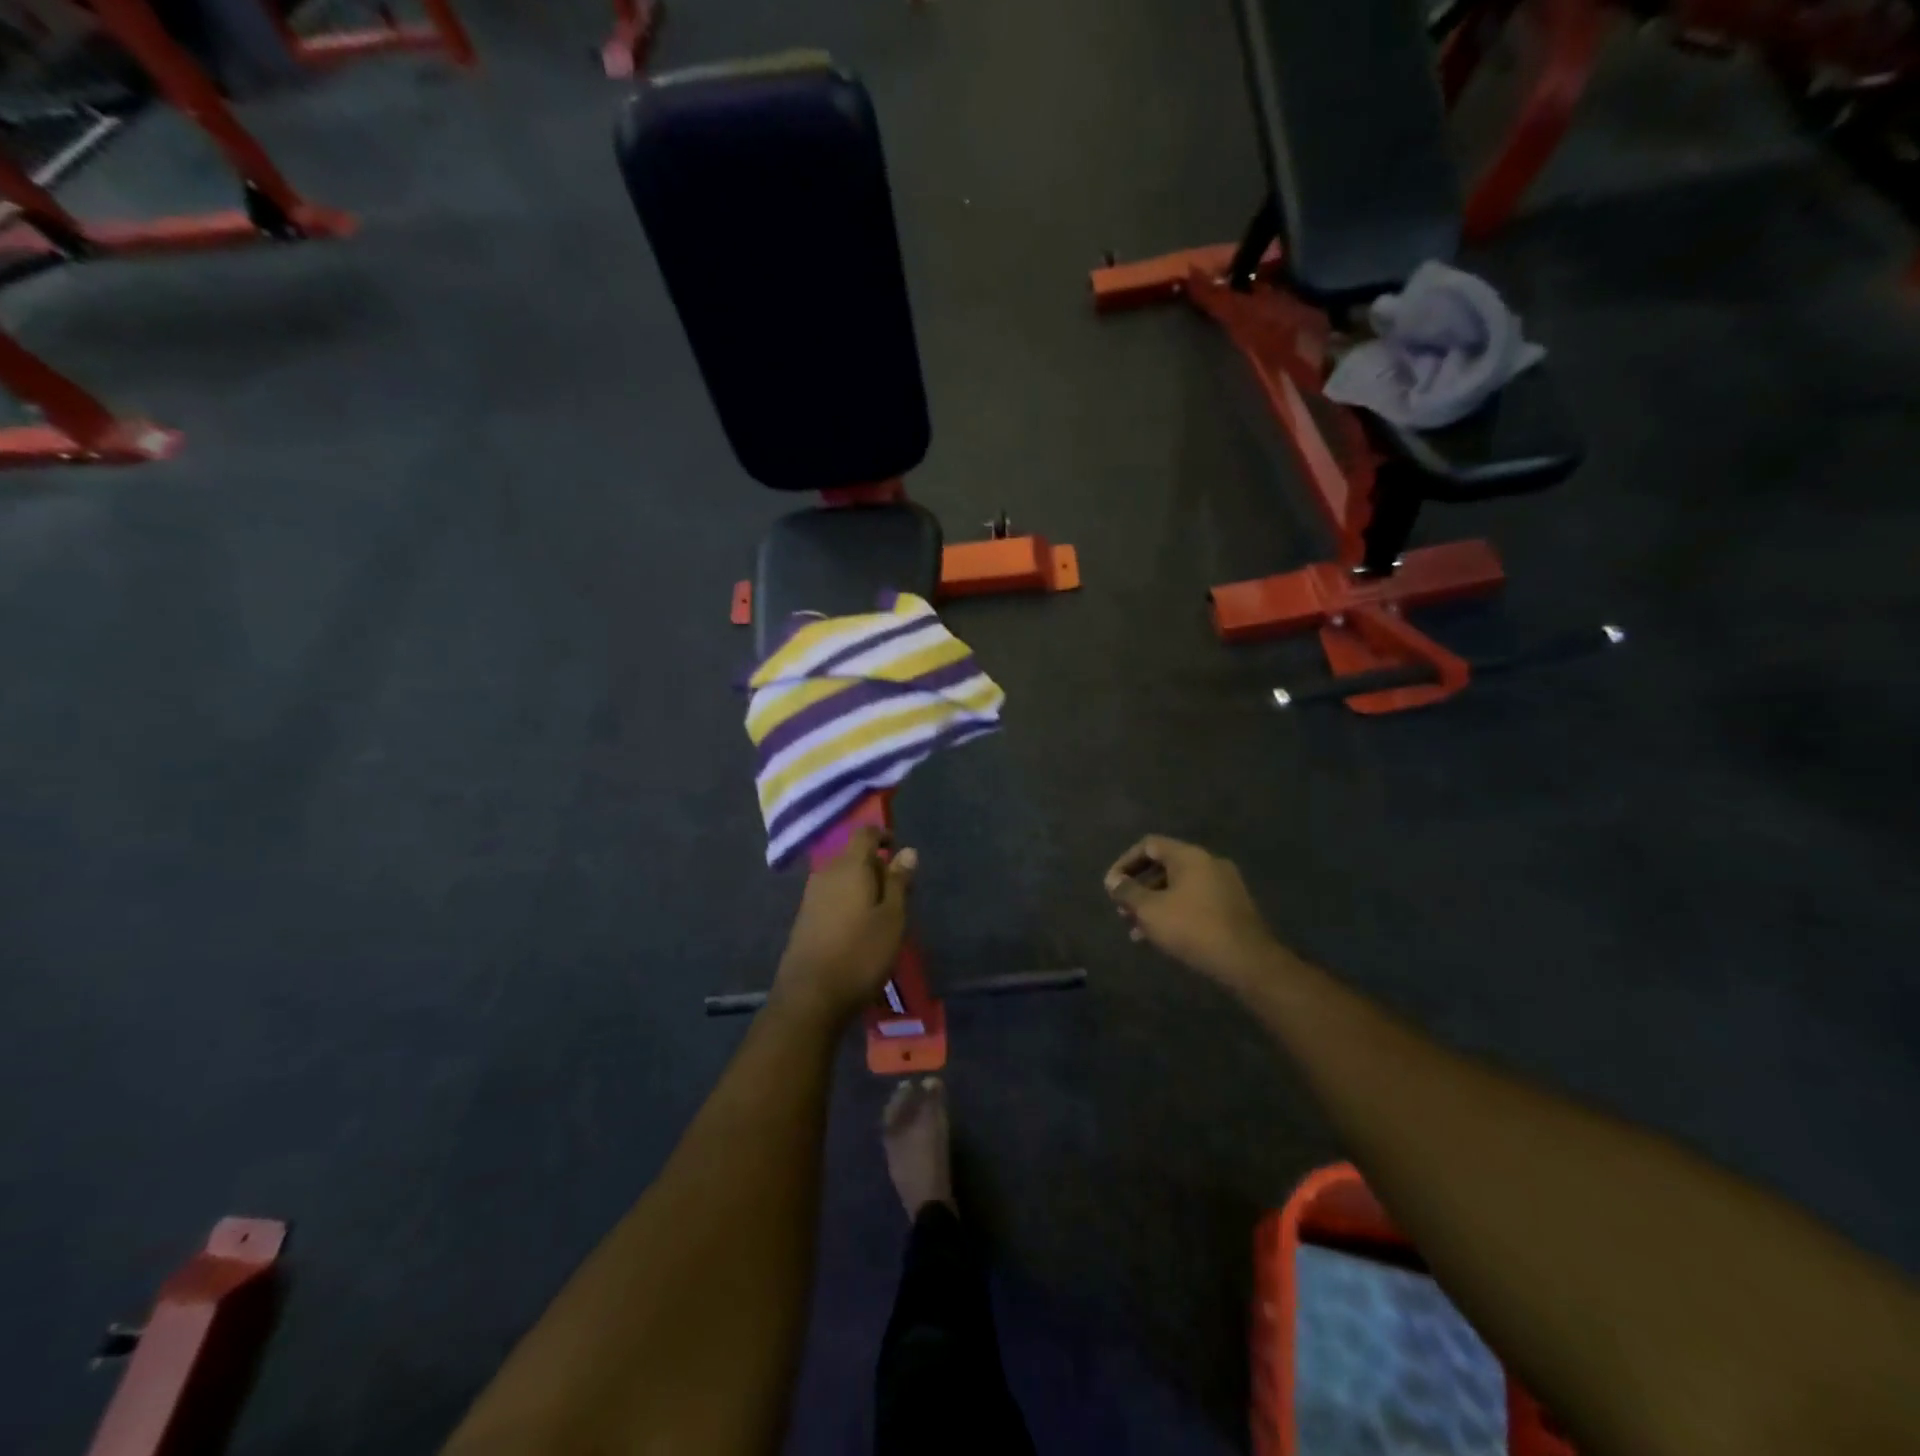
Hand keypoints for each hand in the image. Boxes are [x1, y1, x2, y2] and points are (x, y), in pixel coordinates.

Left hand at [773, 828, 916, 1023]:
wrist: (810, 996)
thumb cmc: (861, 953)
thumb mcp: (892, 918)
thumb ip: (898, 882)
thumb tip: (907, 850)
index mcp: (850, 867)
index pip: (865, 834)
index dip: (883, 836)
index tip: (899, 851)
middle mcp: (827, 874)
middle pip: (853, 856)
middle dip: (876, 866)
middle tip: (899, 892)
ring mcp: (811, 896)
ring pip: (842, 878)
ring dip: (862, 886)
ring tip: (882, 913)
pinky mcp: (805, 919)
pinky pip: (832, 896)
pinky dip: (848, 902)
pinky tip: (859, 927)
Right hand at [1105, 835, 1280, 990]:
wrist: (1247, 961)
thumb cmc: (1192, 928)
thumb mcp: (1150, 910)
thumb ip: (1127, 892)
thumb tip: (1114, 881)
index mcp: (1189, 856)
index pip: (1149, 845)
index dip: (1125, 863)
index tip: (1112, 886)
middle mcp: (1209, 863)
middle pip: (1164, 867)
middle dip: (1139, 889)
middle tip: (1123, 911)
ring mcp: (1224, 885)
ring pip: (1179, 888)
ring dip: (1154, 905)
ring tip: (1137, 931)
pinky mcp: (1233, 908)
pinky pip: (1195, 902)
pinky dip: (1175, 913)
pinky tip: (1163, 938)